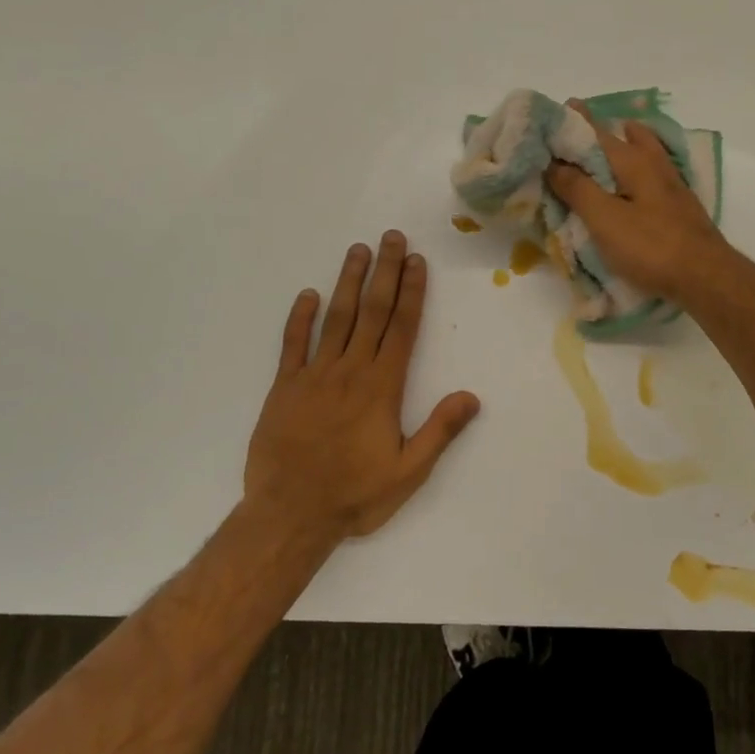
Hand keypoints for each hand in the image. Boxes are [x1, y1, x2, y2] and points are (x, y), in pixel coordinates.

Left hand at [243, 232, 480, 542]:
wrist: (289, 516)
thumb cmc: (354, 496)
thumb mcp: (408, 472)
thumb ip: (439, 431)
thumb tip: (471, 396)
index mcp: (382, 388)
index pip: (402, 328)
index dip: (411, 292)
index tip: (416, 261)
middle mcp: (350, 371)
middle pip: (371, 312)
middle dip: (384, 272)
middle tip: (390, 237)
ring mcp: (313, 376)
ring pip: (334, 318)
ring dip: (347, 282)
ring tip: (357, 250)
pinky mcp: (283, 388)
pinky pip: (292, 344)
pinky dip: (299, 318)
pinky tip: (307, 295)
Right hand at [545, 102, 733, 304]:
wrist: (705, 276)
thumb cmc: (650, 246)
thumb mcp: (604, 218)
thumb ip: (577, 188)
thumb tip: (553, 162)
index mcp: (633, 161)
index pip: (596, 132)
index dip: (575, 122)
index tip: (557, 111)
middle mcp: (655, 164)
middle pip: (627, 136)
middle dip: (603, 130)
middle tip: (580, 129)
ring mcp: (672, 185)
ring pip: (647, 151)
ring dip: (629, 142)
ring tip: (612, 144)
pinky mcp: (680, 206)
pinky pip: (654, 173)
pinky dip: (640, 166)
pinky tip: (635, 181)